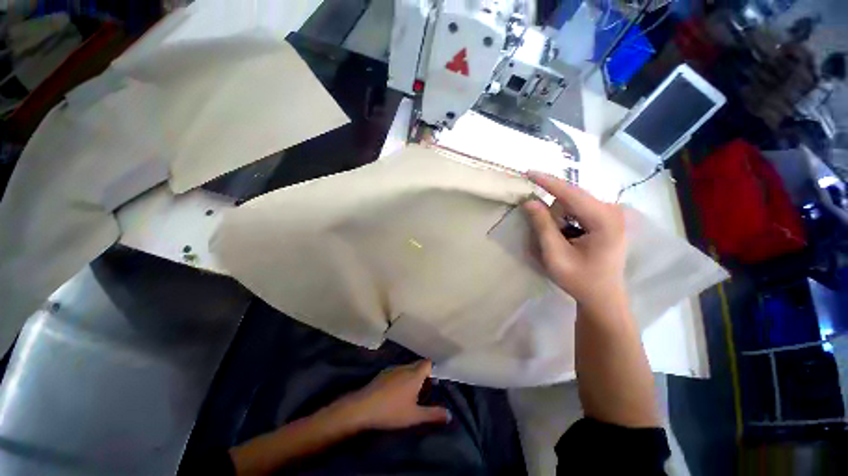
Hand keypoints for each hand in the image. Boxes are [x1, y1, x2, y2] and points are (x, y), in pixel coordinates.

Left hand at [327, 361, 449, 431]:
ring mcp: (392, 369)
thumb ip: (433, 414)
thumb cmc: (392, 411)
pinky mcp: (383, 373)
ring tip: (411, 392)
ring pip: (407, 368)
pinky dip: (400, 378)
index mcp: (415, 374)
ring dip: (411, 376)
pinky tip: (396, 392)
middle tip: (425, 389)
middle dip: (423, 374)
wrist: (363, 407)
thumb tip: (449, 414)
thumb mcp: (414, 416)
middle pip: (418, 365)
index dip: (432, 369)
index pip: (427, 363)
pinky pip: (397, 372)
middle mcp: (405, 367)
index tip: (434, 380)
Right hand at [523, 171, 626, 307]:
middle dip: (553, 210)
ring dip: (559, 217)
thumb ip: (542, 226)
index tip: (528, 172)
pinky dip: (566, 219)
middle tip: (549, 235)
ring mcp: (612, 213)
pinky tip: (568, 236)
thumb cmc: (579, 279)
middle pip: (572, 197)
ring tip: (561, 241)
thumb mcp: (555, 255)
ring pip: (574, 203)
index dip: (547, 182)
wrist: (603, 296)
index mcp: (604, 220)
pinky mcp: (608, 218)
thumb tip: (529, 201)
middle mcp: (612, 211)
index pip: (571, 193)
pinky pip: (579, 209)